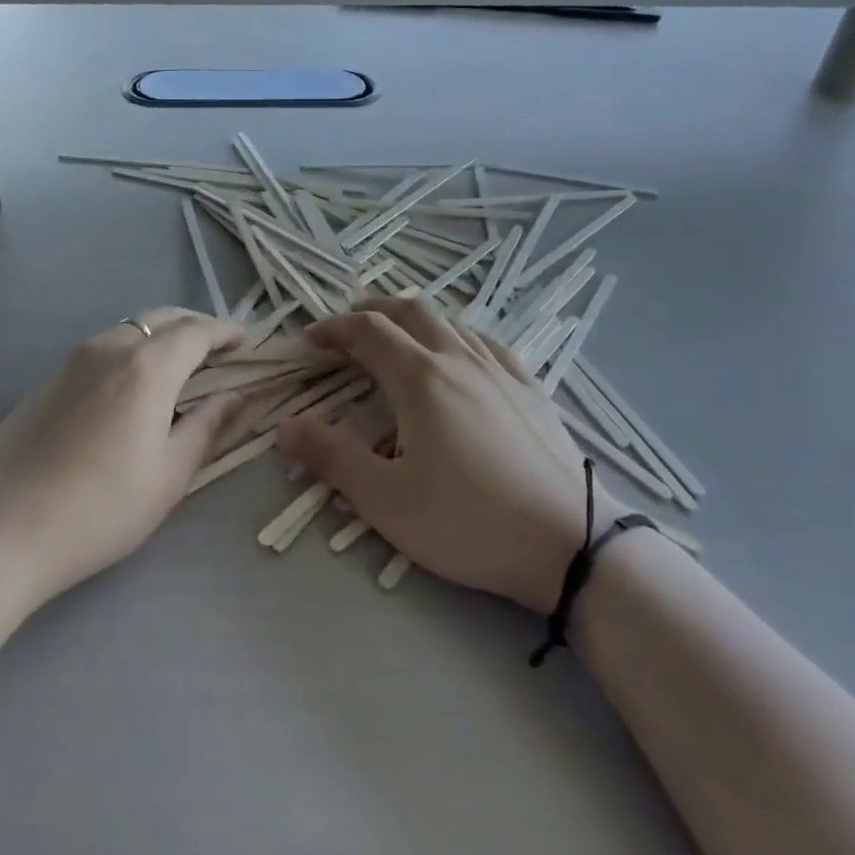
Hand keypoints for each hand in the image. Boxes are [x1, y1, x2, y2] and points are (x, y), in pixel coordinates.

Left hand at [0, 308, 244, 604]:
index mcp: (147, 366)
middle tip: (217, 351)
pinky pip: (103, 348)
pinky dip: (131, 351)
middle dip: (196, 327)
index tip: (245, 341)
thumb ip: (207, 427)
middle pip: (163, 318)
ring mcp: (73, 360)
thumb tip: (236, 396)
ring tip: (179, 368)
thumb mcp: (168, 476)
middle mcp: (110, 347)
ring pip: (130, 329)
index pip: (197, 331)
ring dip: (162, 337)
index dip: (225, 332)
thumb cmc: (98, 510)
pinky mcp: (48, 379)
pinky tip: (132, 388)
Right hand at [277, 298, 623, 615]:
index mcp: (421, 378)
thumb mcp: (386, 500)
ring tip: (398, 336)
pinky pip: (487, 343)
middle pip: (410, 311)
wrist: (570, 544)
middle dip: (373, 310)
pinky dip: (458, 336)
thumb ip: (331, 458)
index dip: (334, 328)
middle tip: (348, 327)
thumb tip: (284, 427)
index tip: (310, 339)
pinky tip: (461, 354)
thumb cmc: (468, 523)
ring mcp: (500, 371)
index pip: (367, 331)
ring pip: (451, 322)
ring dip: (415, 319)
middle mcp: (459, 359)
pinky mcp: (531, 389)